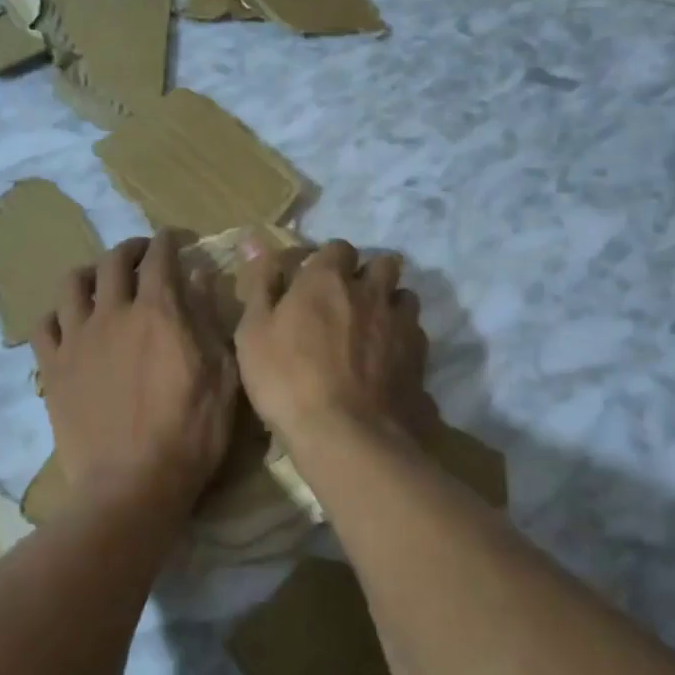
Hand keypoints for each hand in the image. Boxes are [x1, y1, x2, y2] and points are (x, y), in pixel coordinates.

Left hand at [32, 232, 239, 514]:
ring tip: (100, 281)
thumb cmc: (191, 432)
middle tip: (143, 254)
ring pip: (72, 284)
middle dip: (131, 249)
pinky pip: (43, 325)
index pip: (160, 258)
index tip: (174, 239)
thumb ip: (209, 319)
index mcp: (158, 312)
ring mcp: (77, 340)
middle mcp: (113, 314)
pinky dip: (56, 314)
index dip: (168, 241)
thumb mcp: (222, 375)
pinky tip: (68, 322)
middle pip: (114, 261)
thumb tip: (198, 275)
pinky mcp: (52, 369)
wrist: (132, 484)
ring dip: (89, 272)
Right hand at [233, 238, 430, 449]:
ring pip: (406, 298)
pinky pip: (417, 336)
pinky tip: (389, 364)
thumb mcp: (253, 332)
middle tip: (351, 300)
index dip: (329, 262)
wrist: (347, 436)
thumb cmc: (288, 380)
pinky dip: (404, 342)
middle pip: (384, 264)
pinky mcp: (421, 359)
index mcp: (328, 280)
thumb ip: (259, 283)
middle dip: (370, 275)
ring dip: (391, 305)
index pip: (338, 248)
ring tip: (375, 329)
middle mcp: (371, 292)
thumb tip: (254, 237)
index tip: (316, 282)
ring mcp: (402, 325)